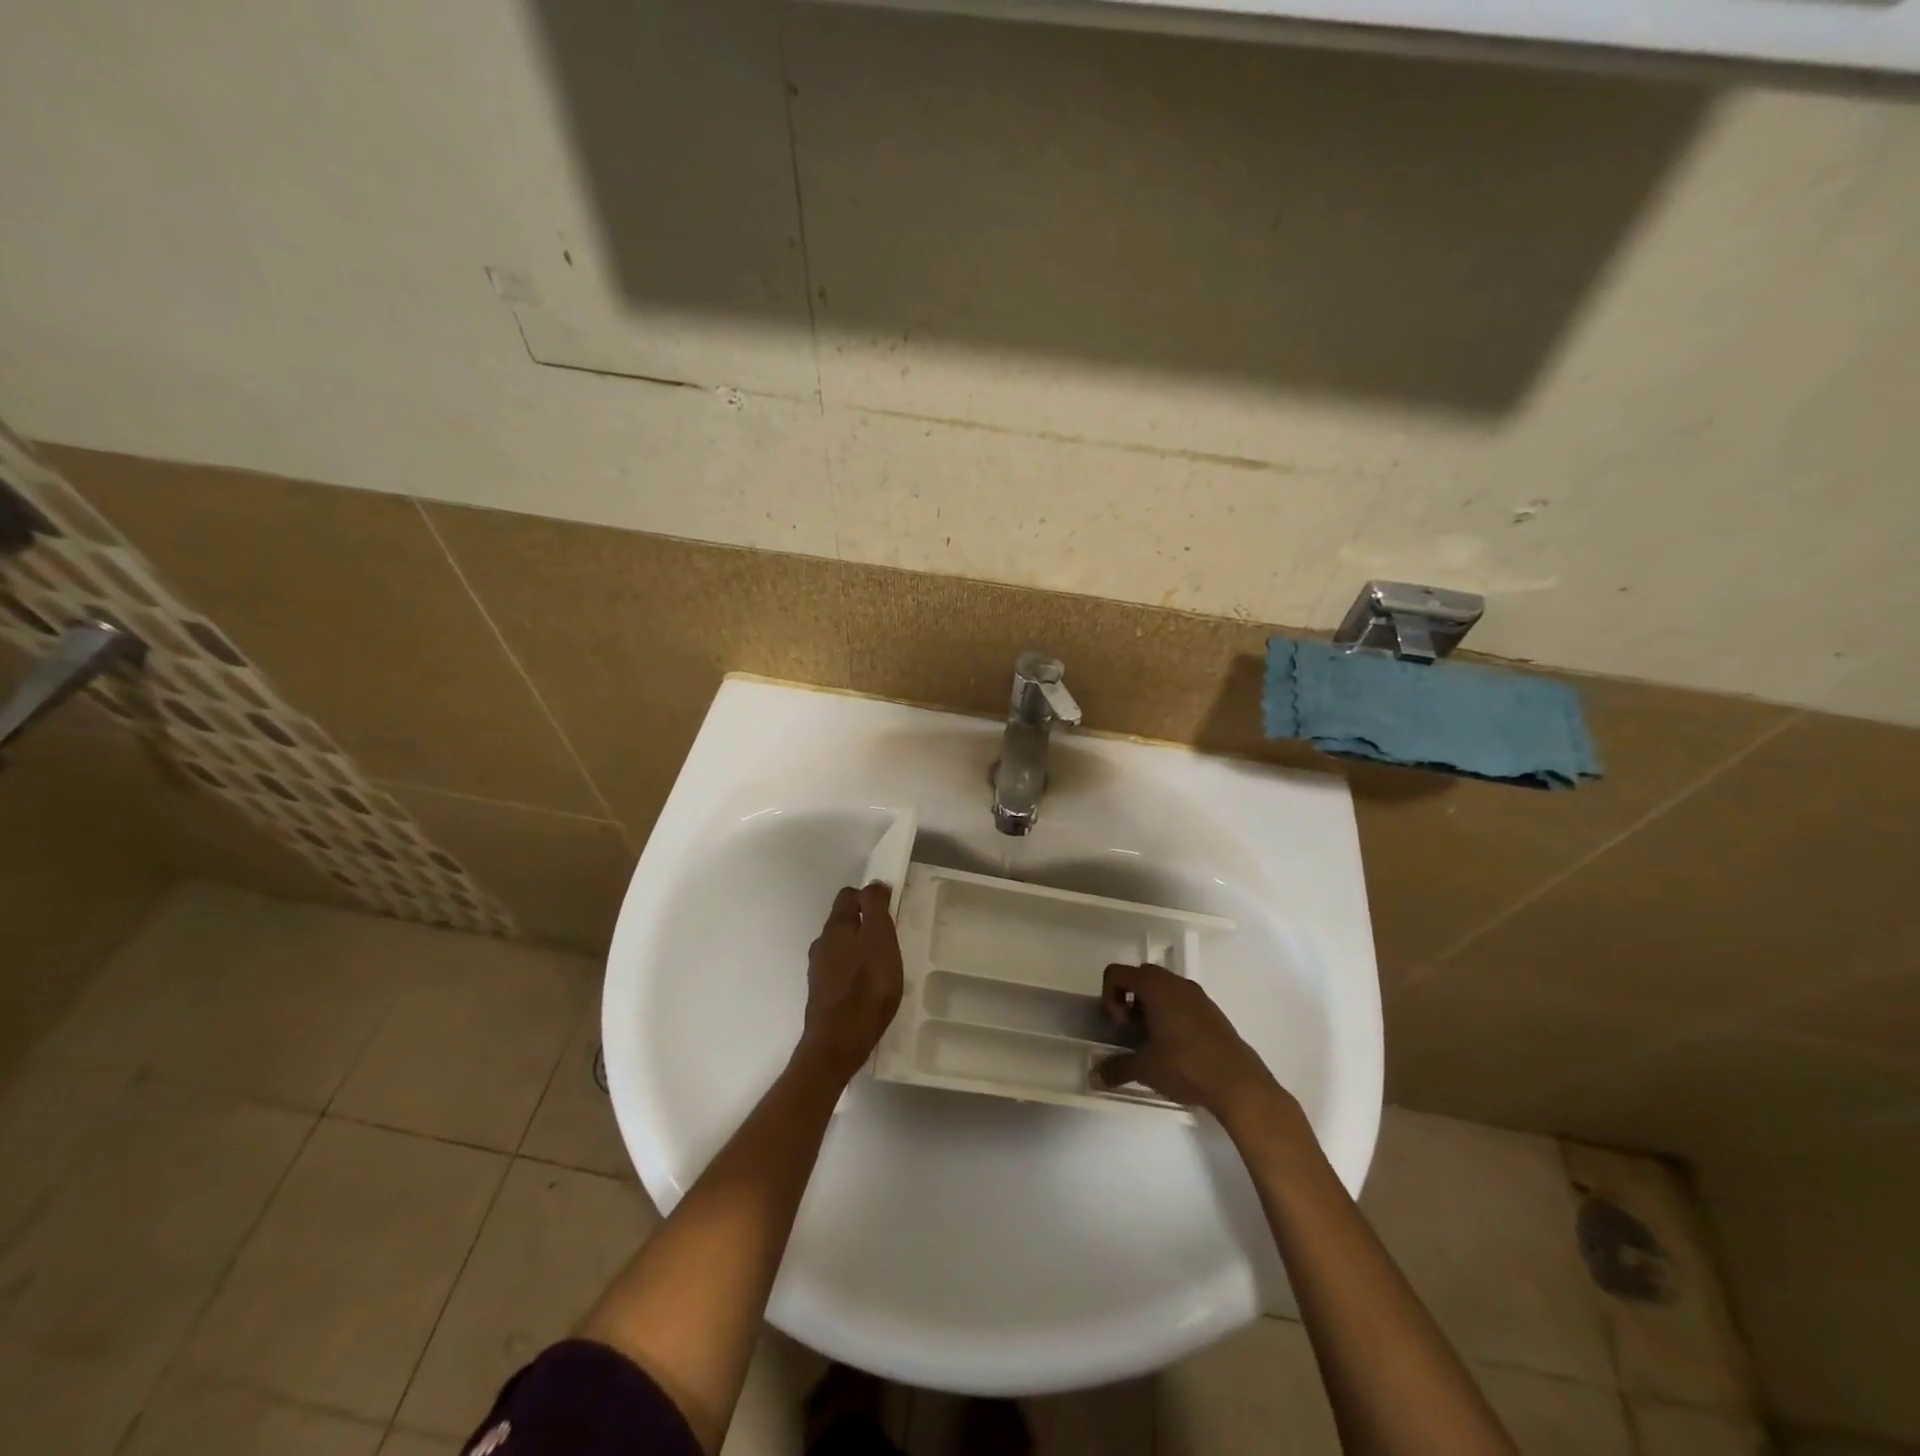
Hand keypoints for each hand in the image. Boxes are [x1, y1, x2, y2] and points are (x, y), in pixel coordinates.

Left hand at [799, 884, 904, 1082]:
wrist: (838, 1043)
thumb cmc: (866, 987)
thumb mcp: (880, 940)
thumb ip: (876, 909)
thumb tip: (872, 884)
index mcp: (836, 927)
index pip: (848, 896)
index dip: (869, 896)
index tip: (890, 908)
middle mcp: (822, 944)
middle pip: (843, 921)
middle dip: (865, 923)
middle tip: (890, 937)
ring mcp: (818, 971)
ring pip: (841, 947)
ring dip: (859, 948)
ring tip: (882, 964)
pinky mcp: (822, 994)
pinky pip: (840, 971)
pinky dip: (854, 970)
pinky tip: (868, 986)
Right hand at [1092, 962, 1281, 1121]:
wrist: (1238, 1083)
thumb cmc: (1185, 1065)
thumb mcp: (1144, 1068)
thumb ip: (1116, 1068)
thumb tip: (1095, 1076)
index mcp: (1155, 987)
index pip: (1117, 973)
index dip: (1109, 996)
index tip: (1119, 1025)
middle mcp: (1175, 983)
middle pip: (1140, 976)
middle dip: (1128, 1000)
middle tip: (1132, 1031)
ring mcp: (1197, 996)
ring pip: (1163, 988)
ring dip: (1150, 1007)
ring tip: (1153, 1042)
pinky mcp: (1212, 1012)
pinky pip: (1182, 1001)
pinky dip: (1170, 1015)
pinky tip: (1176, 1049)